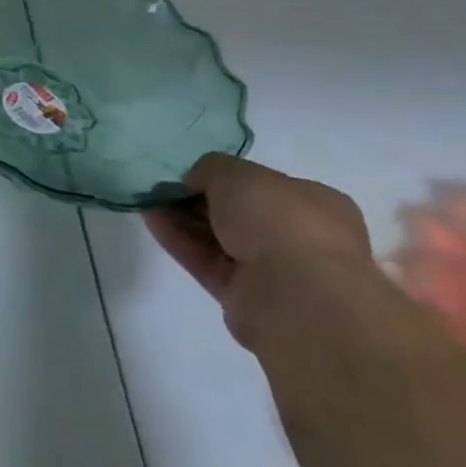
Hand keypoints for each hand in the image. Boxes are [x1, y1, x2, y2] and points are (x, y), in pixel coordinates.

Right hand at [145, 153, 375, 347]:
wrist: (295, 294)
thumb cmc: (279, 219)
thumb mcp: (236, 172)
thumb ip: (210, 169)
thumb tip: (195, 182)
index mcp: (317, 205)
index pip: (265, 186)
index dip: (225, 178)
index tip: (191, 173)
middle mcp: (301, 239)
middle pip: (239, 214)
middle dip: (199, 200)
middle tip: (164, 187)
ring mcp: (275, 272)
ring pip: (220, 239)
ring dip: (183, 219)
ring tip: (148, 200)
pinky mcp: (246, 298)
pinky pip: (207, 262)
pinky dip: (179, 241)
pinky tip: (151, 220)